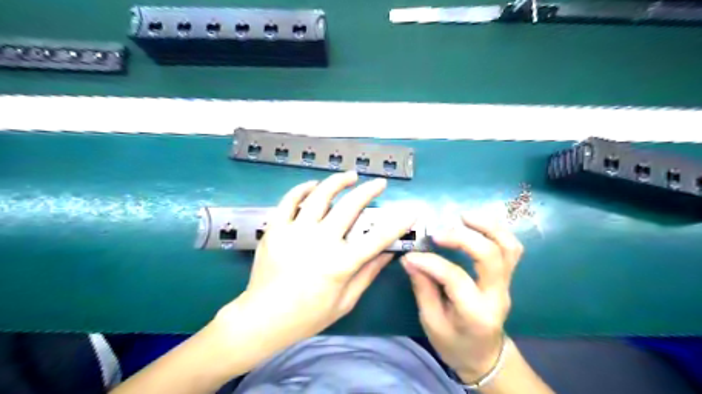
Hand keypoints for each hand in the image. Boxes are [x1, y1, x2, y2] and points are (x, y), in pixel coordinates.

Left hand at [218, 173, 411, 346]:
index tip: (410, 211)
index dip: (398, 223)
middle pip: (350, 207)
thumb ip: (368, 274)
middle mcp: (320, 242)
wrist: (263, 318)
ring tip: (350, 175)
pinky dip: (302, 189)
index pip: (378, 238)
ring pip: (320, 196)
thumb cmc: (308, 315)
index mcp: (341, 264)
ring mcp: (295, 232)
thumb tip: (389, 253)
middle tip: (379, 183)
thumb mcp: (345, 301)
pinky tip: (313, 185)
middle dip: (369, 191)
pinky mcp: (275, 229)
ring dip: (338, 181)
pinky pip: (290, 200)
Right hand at [400, 214, 520, 383]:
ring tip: (463, 216)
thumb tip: (410, 259)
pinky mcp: (507, 276)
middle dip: (463, 237)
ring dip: (487, 226)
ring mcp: (507, 284)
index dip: (430, 262)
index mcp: (476, 313)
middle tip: (438, 233)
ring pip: (508, 247)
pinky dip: (496, 230)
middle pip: (490, 256)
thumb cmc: (454, 343)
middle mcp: (497, 295)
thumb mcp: (431, 322)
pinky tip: (476, 223)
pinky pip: (510, 247)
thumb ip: (422, 288)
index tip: (410, 256)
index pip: (456, 278)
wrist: (485, 356)